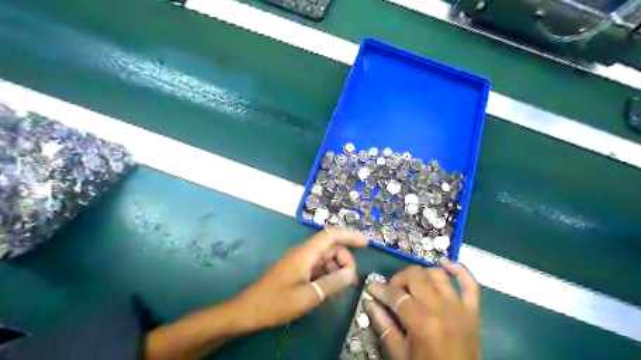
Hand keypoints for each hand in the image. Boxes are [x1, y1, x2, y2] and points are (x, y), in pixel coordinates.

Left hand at [234, 228, 368, 329]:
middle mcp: (303, 252)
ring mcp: (299, 261)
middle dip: (345, 259)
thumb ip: (332, 283)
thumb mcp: (309, 296)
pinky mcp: (296, 270)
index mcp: (306, 253)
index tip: (366, 243)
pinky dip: (327, 274)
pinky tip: (329, 288)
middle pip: (330, 247)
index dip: (349, 235)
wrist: (248, 311)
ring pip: (325, 257)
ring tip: (341, 287)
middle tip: (351, 280)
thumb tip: (351, 272)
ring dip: (336, 268)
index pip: (331, 234)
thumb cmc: (277, 303)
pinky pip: (317, 266)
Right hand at [362, 262, 478, 359]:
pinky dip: (460, 271)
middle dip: (399, 279)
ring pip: (437, 274)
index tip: (371, 289)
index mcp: (420, 320)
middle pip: (415, 275)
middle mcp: (440, 307)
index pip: (394, 294)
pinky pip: (471, 284)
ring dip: (422, 275)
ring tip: (413, 285)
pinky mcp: (473, 312)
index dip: (379, 289)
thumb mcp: (398, 353)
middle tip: (392, 291)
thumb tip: (369, 302)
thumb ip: (383, 325)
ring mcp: (459, 307)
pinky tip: (446, 265)